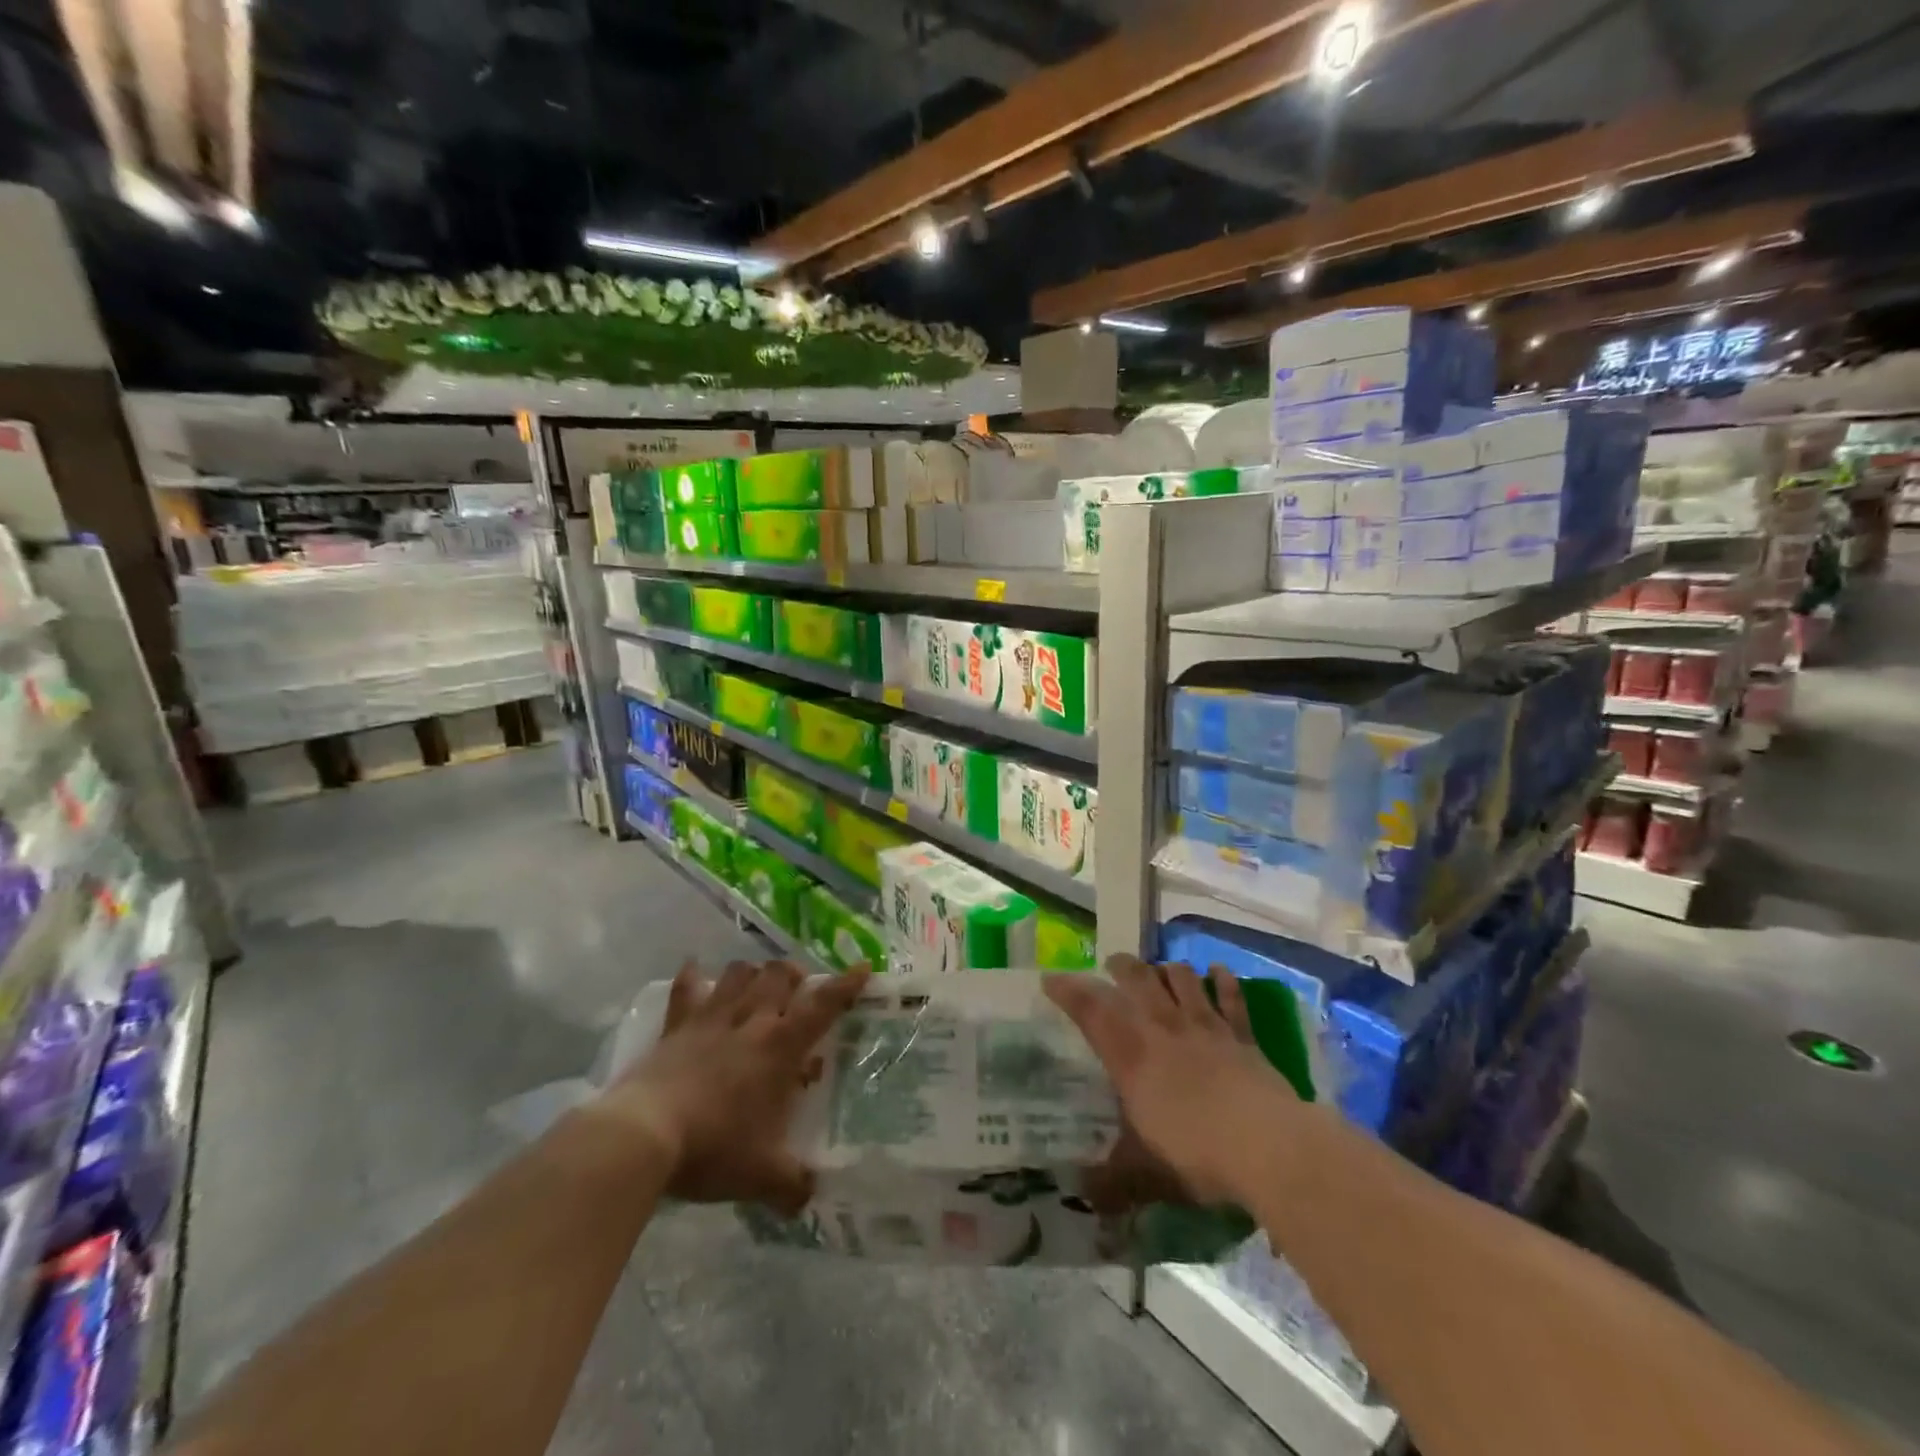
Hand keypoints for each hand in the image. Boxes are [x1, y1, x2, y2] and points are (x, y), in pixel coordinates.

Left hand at [598, 961, 868, 1212]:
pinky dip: (692, 977)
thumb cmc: (713, 1148)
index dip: (846, 985)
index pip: (823, 1005)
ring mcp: (710, 1018)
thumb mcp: (762, 1176)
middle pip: (780, 975)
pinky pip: (686, 987)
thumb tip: (810, 1197)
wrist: (643, 1136)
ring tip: (758, 987)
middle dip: (795, 976)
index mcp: (780, 1047)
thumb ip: (793, 1185)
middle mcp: (751, 1020)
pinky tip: (694, 972)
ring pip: (740, 973)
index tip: (863, 968)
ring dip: (754, 974)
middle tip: (799, 993)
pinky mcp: (676, 1025)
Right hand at [1046, 958, 1301, 1206]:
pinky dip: (1223, 981)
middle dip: (1121, 967)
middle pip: (1138, 981)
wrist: (1268, 1146)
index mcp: (1132, 1057)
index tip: (1051, 978)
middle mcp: (1164, 1030)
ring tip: (1160, 969)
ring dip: (1168, 970)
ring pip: (1182, 980)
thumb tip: (1081, 1195)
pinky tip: (1217, 971)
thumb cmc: (1197, 1154)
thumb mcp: (1145, 1173)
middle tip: (1112, 963)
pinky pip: (1231, 999)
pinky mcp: (1242, 1036)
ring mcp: (1206, 1028)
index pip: (1091, 1011)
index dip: (1068, 991)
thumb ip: (1111, 1181)